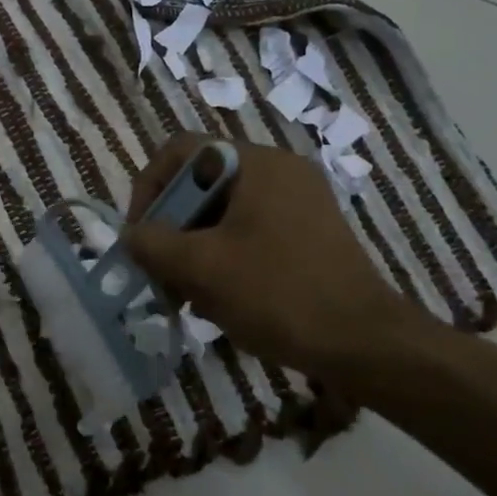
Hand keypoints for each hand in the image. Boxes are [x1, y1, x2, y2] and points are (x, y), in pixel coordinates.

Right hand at [121, 135, 428, 376]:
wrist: (365, 344)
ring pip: (223, 213)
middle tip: (161, 273)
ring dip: (194, 249)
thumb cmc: (278, 294)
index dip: (149, 187)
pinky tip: (218, 300)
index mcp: (257, 164)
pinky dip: (224, 258)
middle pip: (202, 184)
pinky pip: (249, 232)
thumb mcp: (202, 268)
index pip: (181, 151)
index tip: (141, 234)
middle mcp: (280, 172)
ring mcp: (299, 203)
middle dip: (172, 228)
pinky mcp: (309, 233)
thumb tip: (132, 235)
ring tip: (188, 295)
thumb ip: (153, 244)